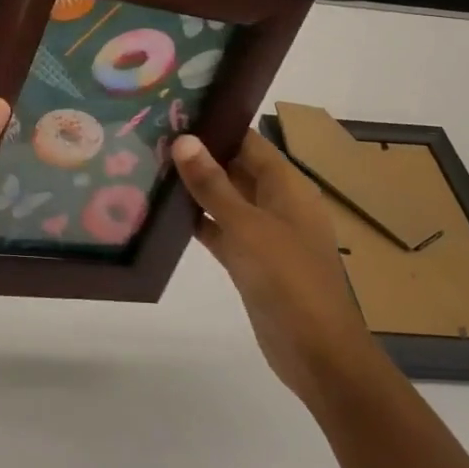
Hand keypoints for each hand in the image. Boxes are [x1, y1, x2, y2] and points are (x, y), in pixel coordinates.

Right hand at [172, 130, 377, 401]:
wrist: (318, 353)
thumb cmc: (288, 279)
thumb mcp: (246, 226)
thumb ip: (213, 184)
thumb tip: (184, 139)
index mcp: (287, 186)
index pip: (248, 141)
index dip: (216, 126)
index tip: (175, 113)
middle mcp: (277, 203)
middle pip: (235, 167)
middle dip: (199, 155)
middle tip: (151, 137)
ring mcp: (264, 233)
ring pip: (226, 199)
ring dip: (195, 188)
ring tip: (150, 167)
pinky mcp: (251, 261)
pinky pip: (221, 230)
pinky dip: (198, 222)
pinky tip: (163, 214)